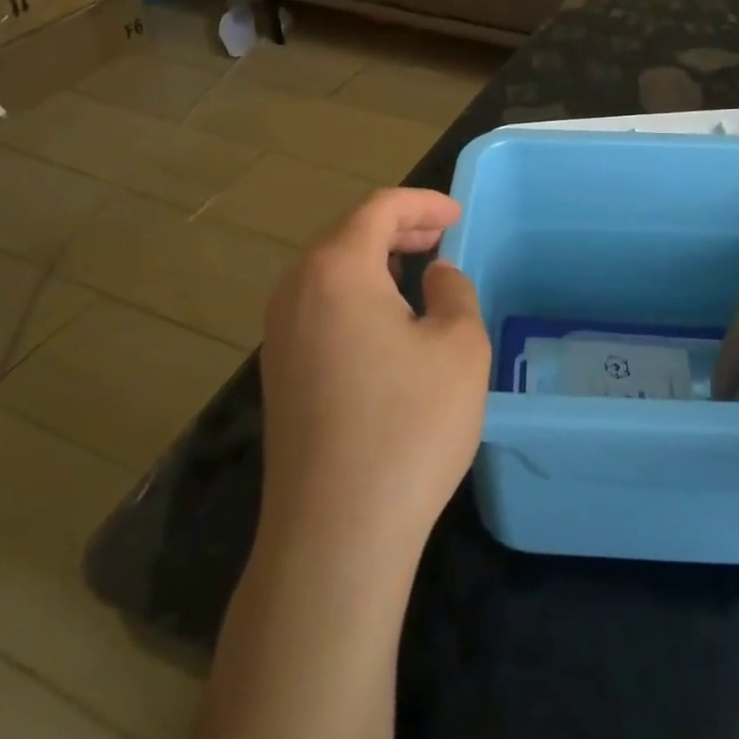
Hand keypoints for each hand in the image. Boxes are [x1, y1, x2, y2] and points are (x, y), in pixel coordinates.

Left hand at [259, 188, 489, 559]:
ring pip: (330, 269)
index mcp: (336, 269)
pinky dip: (356, 292)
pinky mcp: (280, 371)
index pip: (379, 208)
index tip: (457, 215)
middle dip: (398, 227)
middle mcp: (297, 290)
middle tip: (441, 236)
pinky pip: (319, 304)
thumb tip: (434, 275)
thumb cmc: (408, 427)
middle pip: (348, 233)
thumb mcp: (459, 346)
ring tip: (417, 269)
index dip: (422, 203)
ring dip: (375, 259)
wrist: (335, 535)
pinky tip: (387, 320)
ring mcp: (279, 333)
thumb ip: (453, 291)